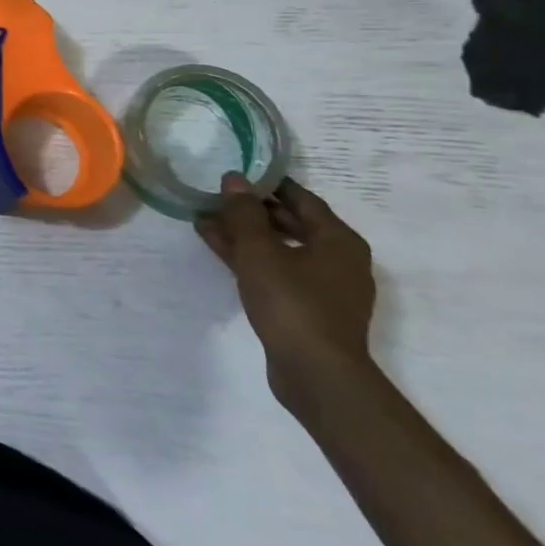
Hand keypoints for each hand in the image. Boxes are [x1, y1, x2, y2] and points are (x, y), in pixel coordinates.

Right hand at [196, 174, 376, 412]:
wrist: (315, 371)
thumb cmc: (292, 302)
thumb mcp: (259, 252)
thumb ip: (244, 213)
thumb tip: (234, 179)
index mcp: (338, 240)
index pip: (302, 199)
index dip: (269, 184)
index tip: (238, 173)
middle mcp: (338, 259)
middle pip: (292, 223)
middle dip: (252, 211)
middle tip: (215, 197)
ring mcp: (324, 286)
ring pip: (280, 248)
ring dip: (245, 235)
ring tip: (206, 222)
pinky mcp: (308, 307)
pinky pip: (277, 270)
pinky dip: (250, 258)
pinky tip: (219, 250)